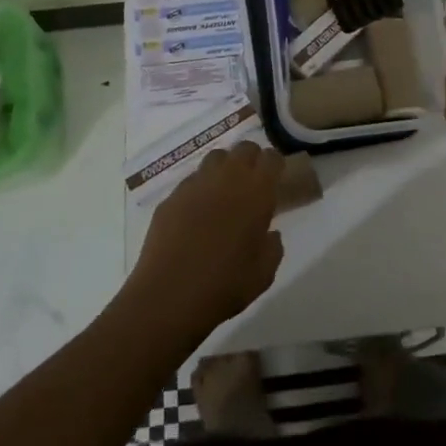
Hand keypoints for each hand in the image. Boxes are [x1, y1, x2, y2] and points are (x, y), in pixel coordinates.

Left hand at [127, 143, 285, 343]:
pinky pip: (191, 181)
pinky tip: (197, 214)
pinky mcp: (172, 197)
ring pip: (215, 157)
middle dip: (251, 160)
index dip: (275, 166)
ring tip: (224, 192)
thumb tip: (269, 233)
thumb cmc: (225, 286)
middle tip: (252, 183)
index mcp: (256, 192)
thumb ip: (273, 247)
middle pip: (244, 148)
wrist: (169, 296)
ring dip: (225, 168)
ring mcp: (196, 184)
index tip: (276, 180)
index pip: (271, 158)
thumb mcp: (263, 274)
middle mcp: (227, 178)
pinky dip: (200, 189)